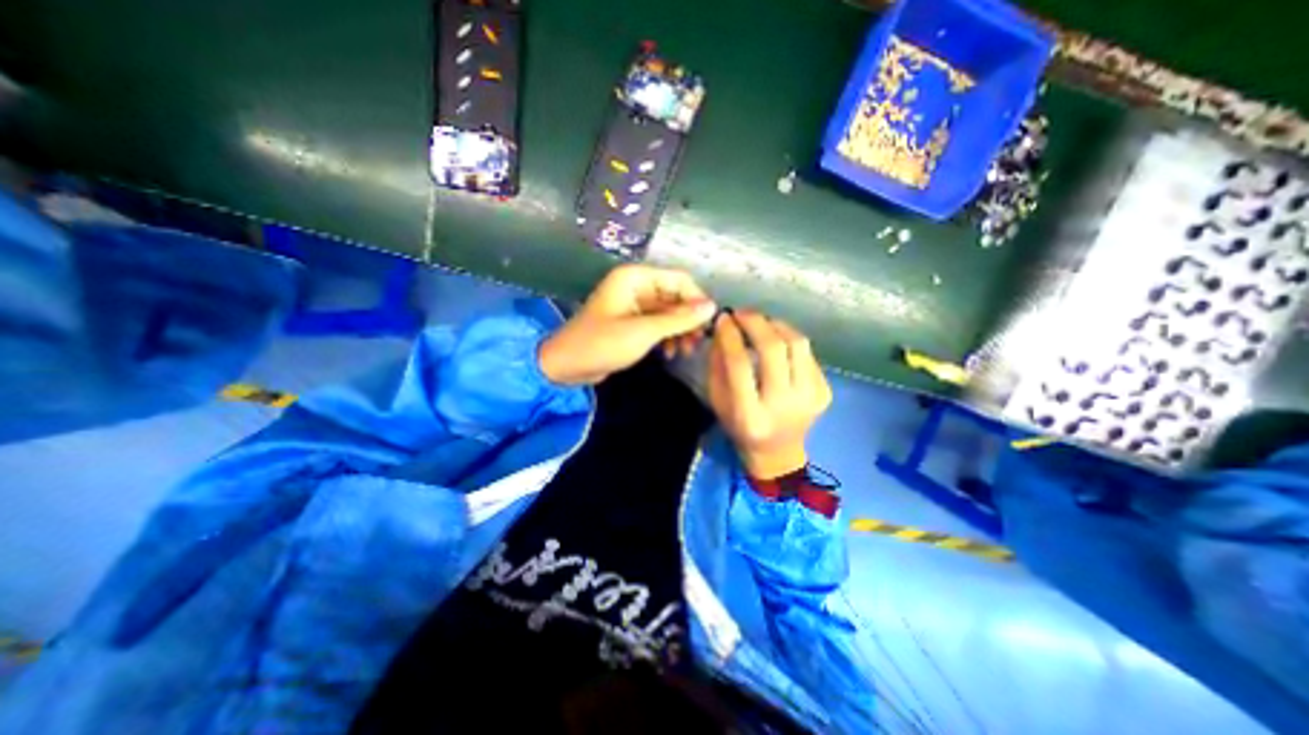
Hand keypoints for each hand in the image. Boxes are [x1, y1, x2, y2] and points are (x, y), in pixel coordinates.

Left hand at [537, 261, 714, 383]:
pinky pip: (657, 324)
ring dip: (679, 330)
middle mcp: (636, 286)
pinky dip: (666, 337)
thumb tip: (712, 307)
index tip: (708, 324)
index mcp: (635, 278)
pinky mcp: (631, 322)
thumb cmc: (602, 344)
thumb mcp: (644, 332)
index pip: (678, 280)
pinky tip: (670, 353)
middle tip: (698, 343)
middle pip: (675, 296)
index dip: (696, 300)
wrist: (566, 366)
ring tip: (685, 351)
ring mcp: (634, 305)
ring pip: (668, 312)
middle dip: (688, 319)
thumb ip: (679, 319)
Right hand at [711, 310, 832, 480]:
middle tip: (742, 313)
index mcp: (751, 415)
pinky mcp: (825, 392)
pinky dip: (789, 340)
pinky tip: (776, 341)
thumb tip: (724, 328)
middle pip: (774, 349)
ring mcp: (810, 398)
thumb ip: (717, 364)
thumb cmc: (740, 425)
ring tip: (760, 322)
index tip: (723, 319)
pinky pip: (807, 354)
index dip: (730, 336)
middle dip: (756, 322)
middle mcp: (784, 406)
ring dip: (776, 325)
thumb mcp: (718, 400)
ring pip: (798, 344)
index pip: (740, 365)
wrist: (778, 451)